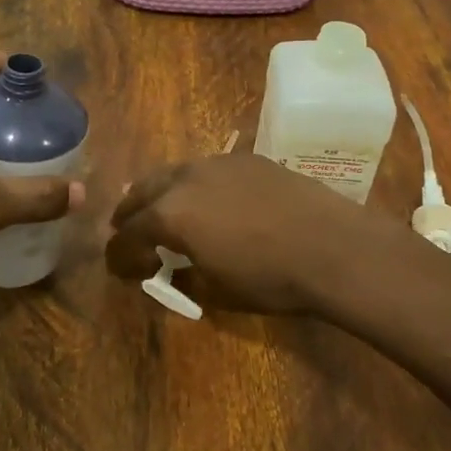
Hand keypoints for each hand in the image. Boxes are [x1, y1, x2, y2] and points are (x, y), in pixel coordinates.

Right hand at [106, 153, 413, 314]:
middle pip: (142, 191)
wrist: (333, 247)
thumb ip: (184, 279)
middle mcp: (185, 179)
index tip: (117, 268)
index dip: (118, 255)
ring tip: (162, 209)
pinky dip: (196, 185)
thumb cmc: (270, 278)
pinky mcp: (248, 158)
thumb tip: (172, 271)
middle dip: (129, 213)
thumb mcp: (217, 292)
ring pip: (174, 173)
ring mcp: (218, 162)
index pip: (128, 235)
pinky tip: (210, 200)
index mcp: (170, 215)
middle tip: (125, 230)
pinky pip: (208, 169)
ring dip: (161, 193)